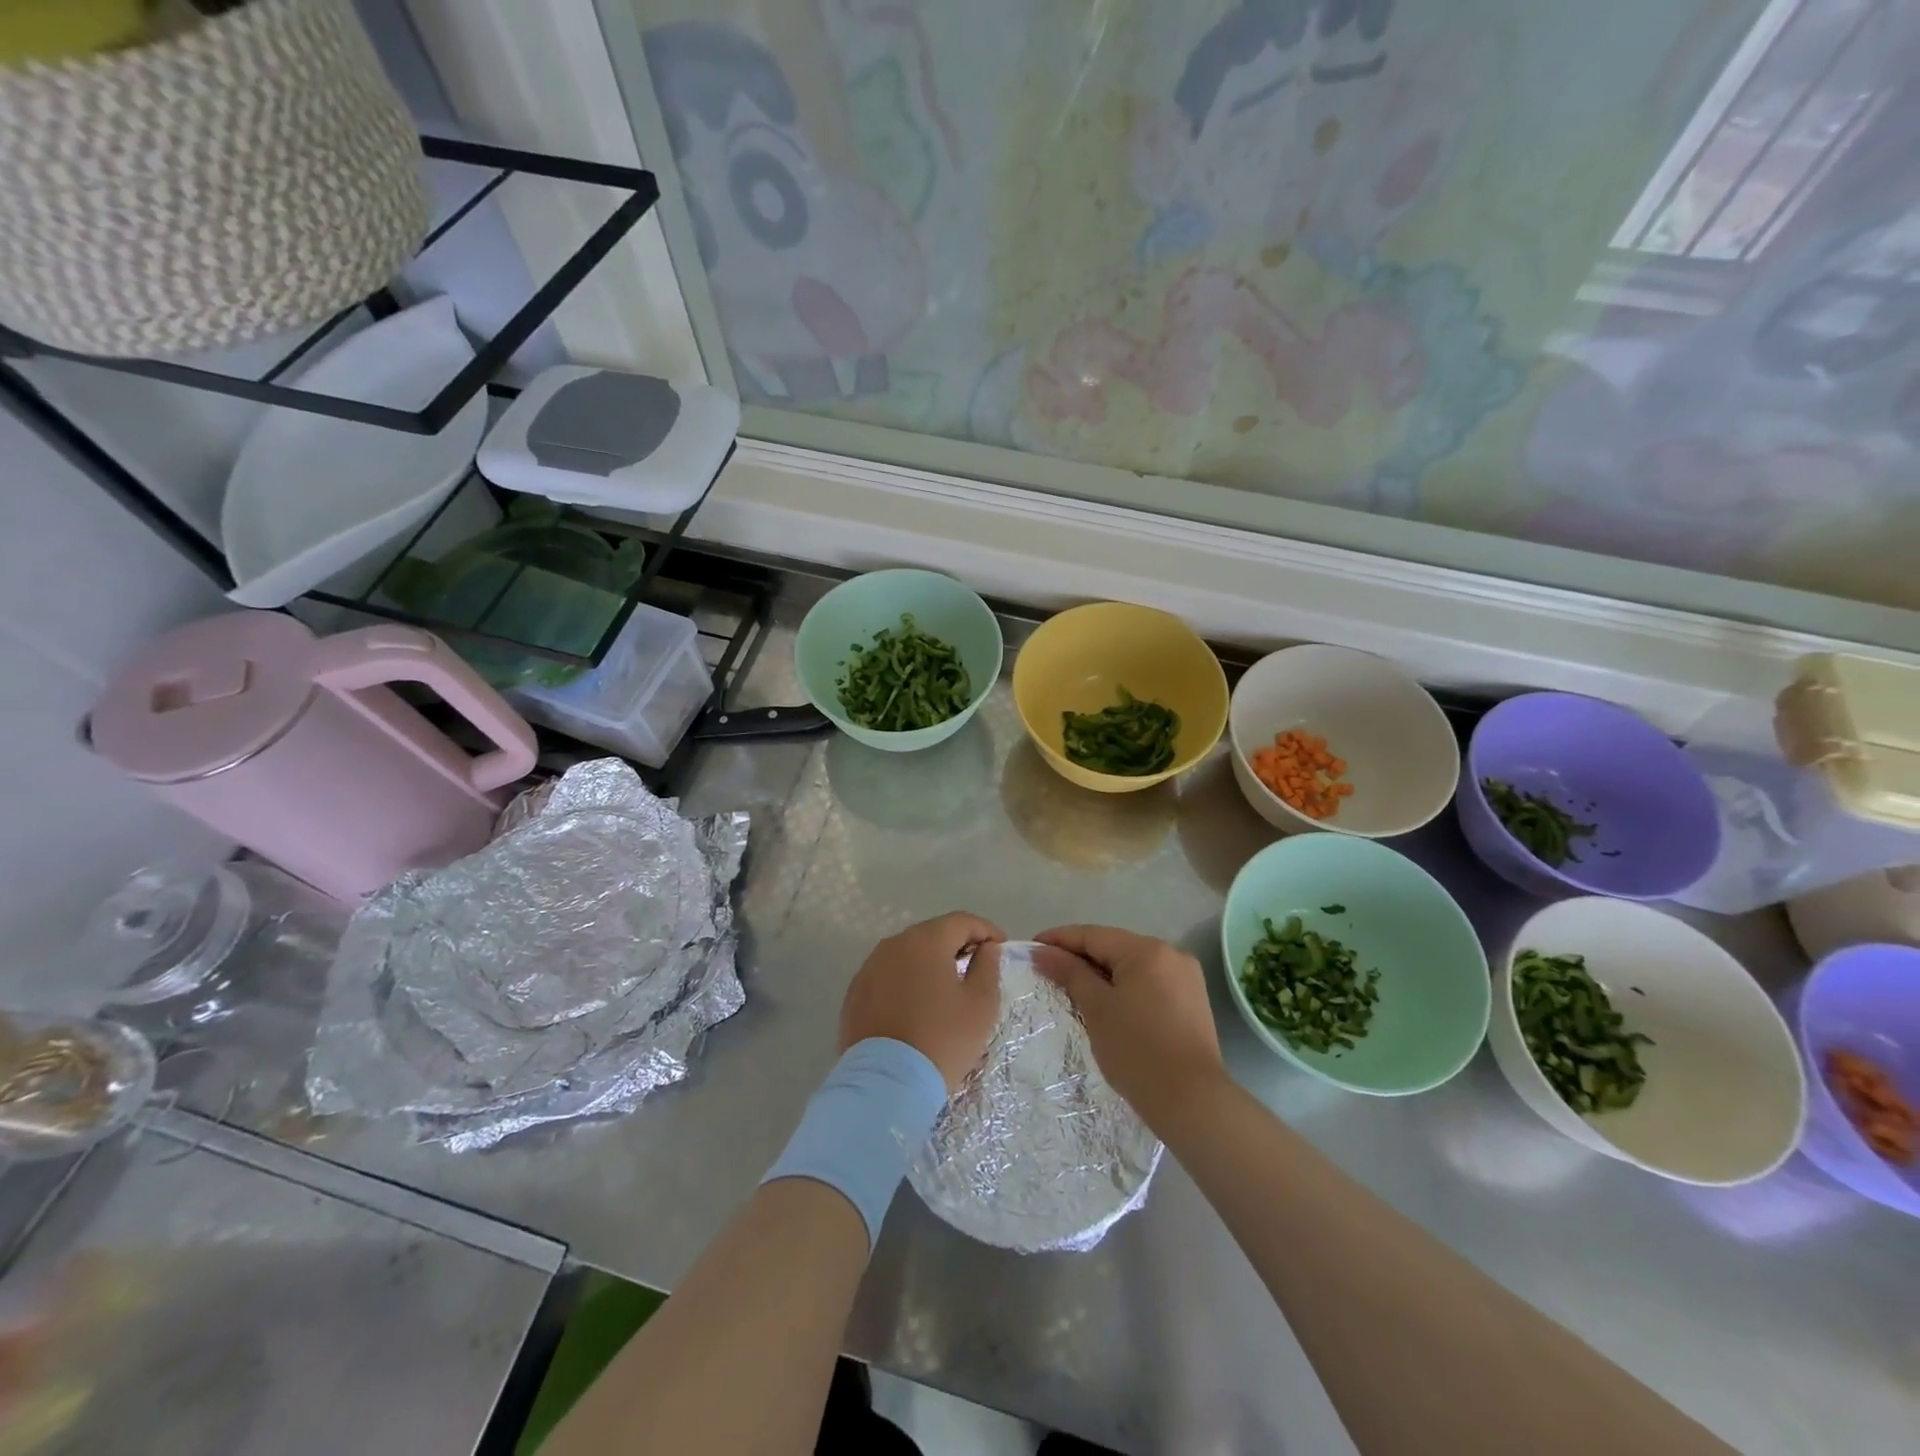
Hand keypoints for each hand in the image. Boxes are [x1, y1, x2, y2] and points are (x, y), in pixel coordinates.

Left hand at [841, 913, 1005, 1091]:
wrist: (886, 1084)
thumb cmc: (942, 1039)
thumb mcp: (980, 1004)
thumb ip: (987, 967)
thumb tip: (985, 948)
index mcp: (926, 940)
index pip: (962, 921)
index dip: (986, 930)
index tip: (1000, 947)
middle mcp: (893, 944)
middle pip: (932, 933)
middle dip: (957, 944)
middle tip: (976, 966)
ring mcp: (869, 968)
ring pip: (908, 954)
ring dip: (930, 962)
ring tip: (946, 987)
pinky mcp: (855, 993)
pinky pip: (888, 975)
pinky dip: (906, 981)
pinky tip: (916, 1005)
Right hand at [1033, 925, 1225, 1123]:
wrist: (1191, 1100)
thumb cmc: (1136, 1050)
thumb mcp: (1096, 1008)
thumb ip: (1069, 972)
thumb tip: (1042, 951)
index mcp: (1146, 950)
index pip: (1093, 935)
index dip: (1059, 939)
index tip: (1031, 948)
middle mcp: (1171, 954)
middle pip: (1114, 947)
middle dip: (1080, 957)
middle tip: (1047, 971)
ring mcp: (1186, 978)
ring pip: (1132, 966)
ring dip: (1102, 974)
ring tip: (1072, 988)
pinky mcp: (1192, 1001)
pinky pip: (1148, 983)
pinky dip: (1124, 988)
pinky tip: (1107, 1003)